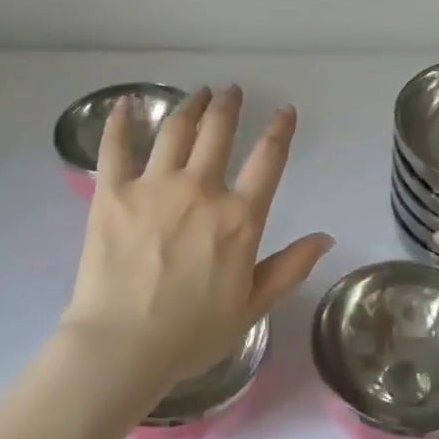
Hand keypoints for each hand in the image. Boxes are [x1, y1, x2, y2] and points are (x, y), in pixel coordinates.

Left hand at [62, 86, 333, 393]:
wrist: (122, 347)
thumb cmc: (192, 334)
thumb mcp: (253, 306)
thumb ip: (290, 267)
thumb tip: (326, 237)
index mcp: (239, 217)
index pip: (268, 159)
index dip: (280, 129)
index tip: (285, 111)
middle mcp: (200, 189)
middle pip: (219, 132)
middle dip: (228, 106)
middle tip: (230, 91)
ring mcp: (154, 186)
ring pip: (176, 130)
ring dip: (189, 106)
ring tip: (197, 93)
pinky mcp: (112, 192)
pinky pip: (115, 147)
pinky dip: (120, 121)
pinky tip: (125, 104)